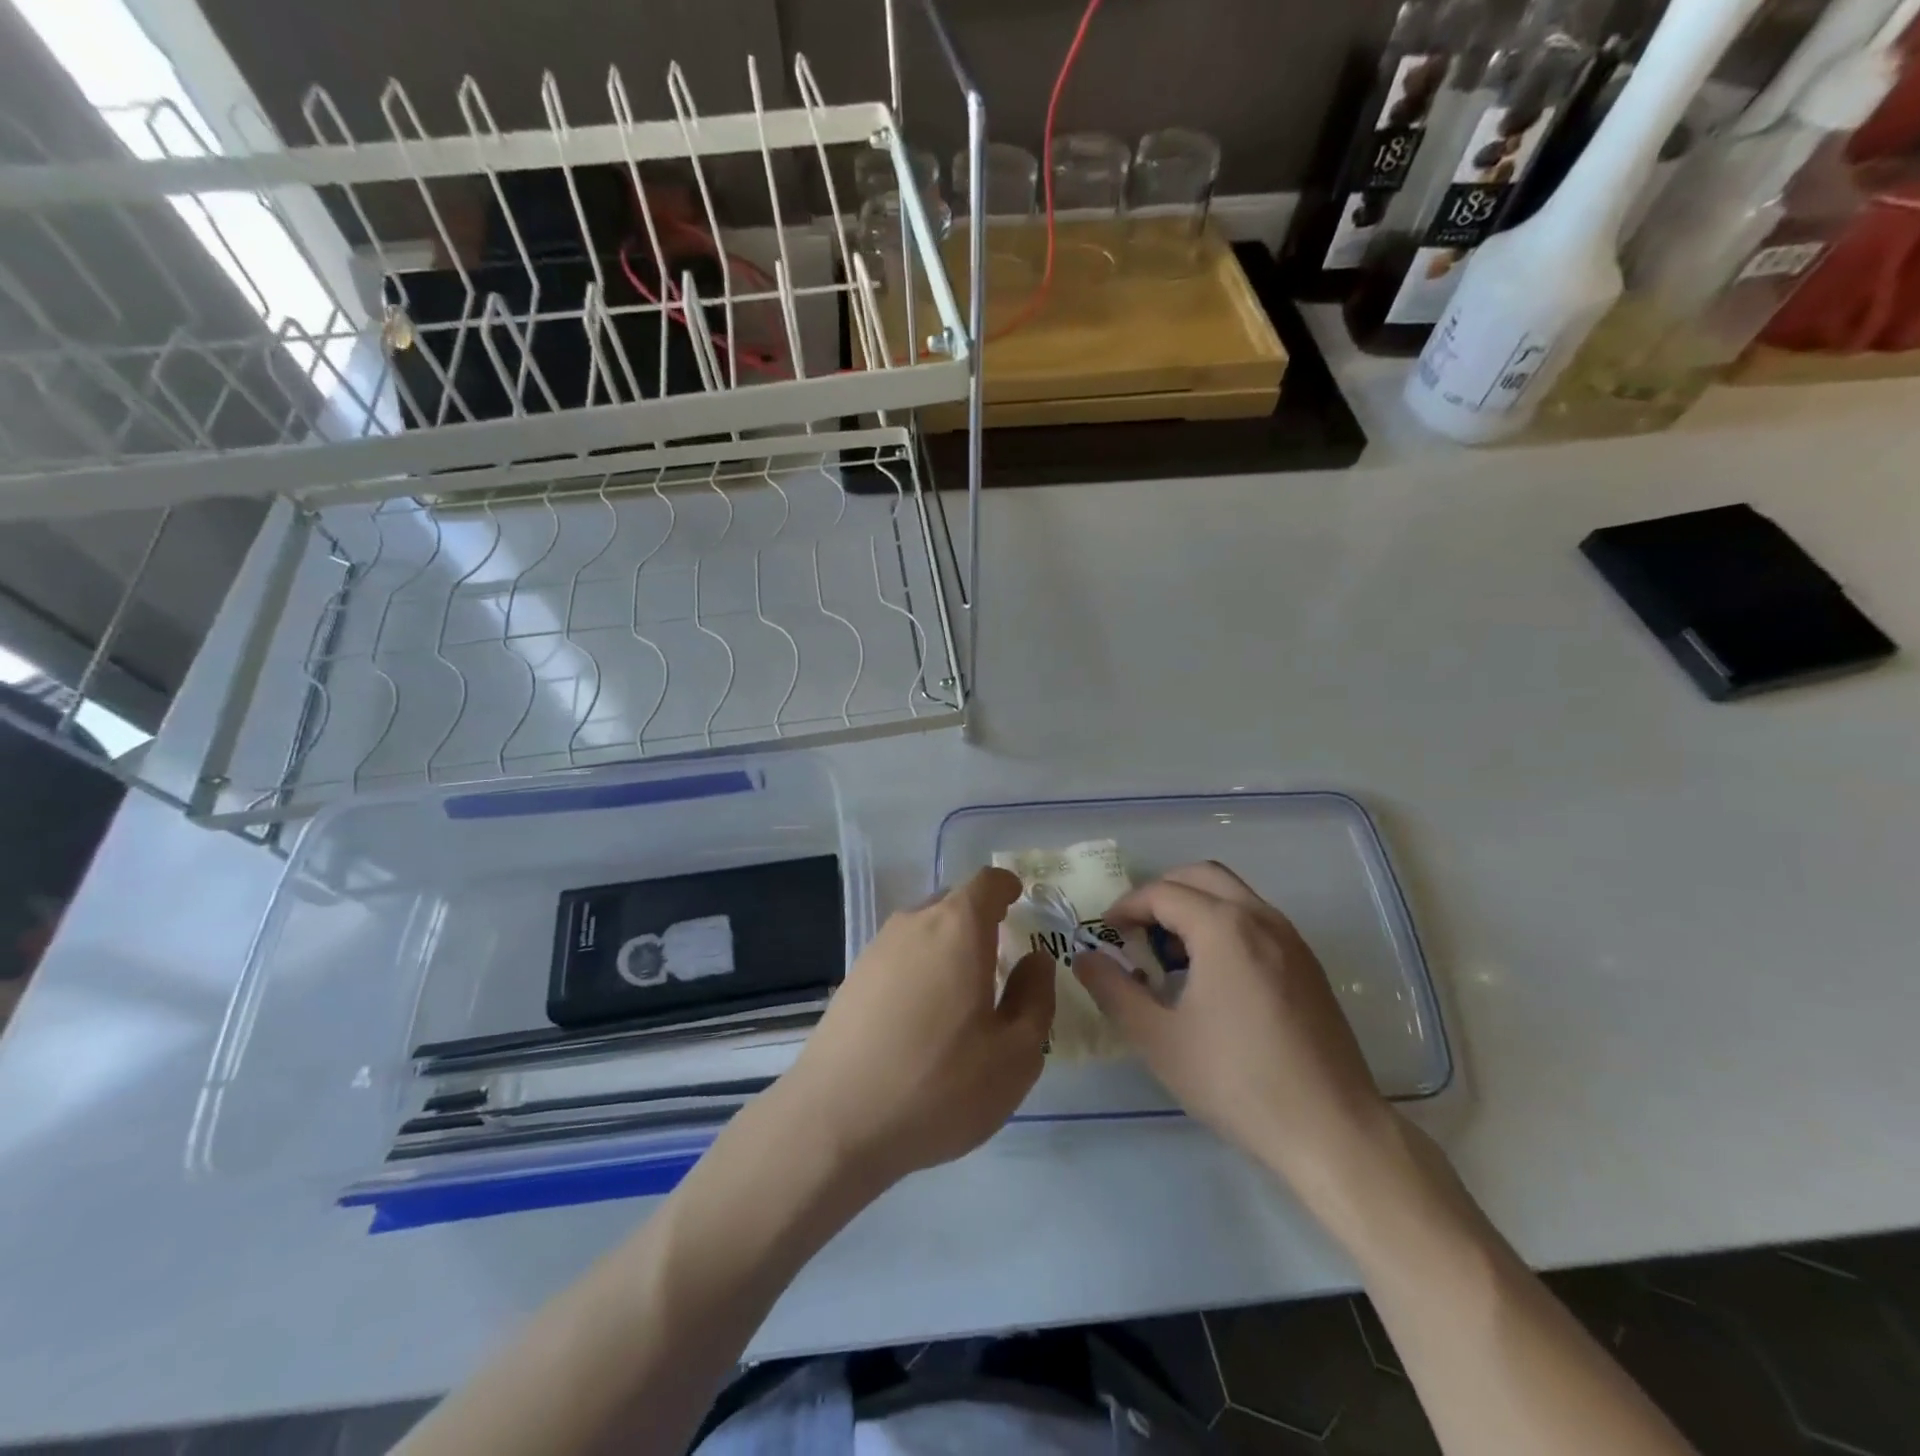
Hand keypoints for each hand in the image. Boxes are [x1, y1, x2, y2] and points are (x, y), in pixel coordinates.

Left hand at [770, 868, 1052, 1190]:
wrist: (836, 1122)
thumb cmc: (939, 1084)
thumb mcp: (1015, 1053)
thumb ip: (1035, 997)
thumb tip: (1035, 960)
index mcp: (957, 927)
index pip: (986, 882)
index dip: (1006, 887)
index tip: (1019, 901)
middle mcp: (913, 925)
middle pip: (953, 903)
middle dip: (980, 920)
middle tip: (1002, 958)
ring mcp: (876, 950)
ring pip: (923, 931)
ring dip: (948, 948)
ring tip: (964, 993)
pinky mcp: (852, 980)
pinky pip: (899, 957)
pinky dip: (920, 970)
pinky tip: (924, 1018)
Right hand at [1073, 862, 1393, 1200]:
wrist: (1332, 1131)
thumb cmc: (1236, 1081)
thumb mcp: (1158, 1039)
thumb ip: (1113, 990)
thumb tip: (1084, 958)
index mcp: (1224, 927)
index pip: (1162, 893)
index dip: (1126, 908)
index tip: (1105, 935)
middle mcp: (1260, 918)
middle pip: (1200, 876)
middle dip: (1160, 894)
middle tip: (1135, 932)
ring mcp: (1290, 939)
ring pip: (1232, 894)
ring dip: (1194, 906)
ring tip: (1170, 955)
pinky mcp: (1307, 964)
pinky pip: (1255, 919)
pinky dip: (1223, 924)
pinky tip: (1211, 976)